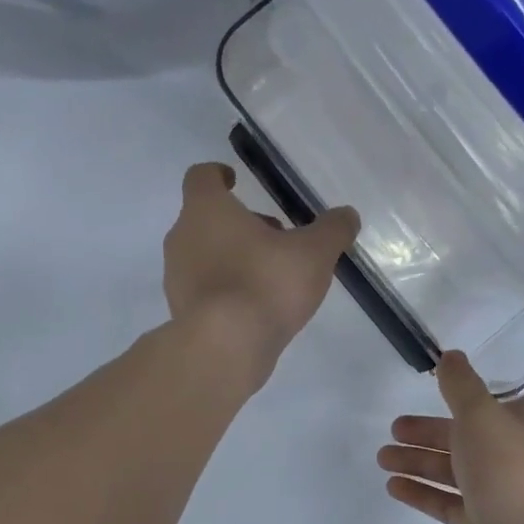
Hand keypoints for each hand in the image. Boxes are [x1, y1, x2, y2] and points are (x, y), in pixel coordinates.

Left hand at [163, 162, 359, 389]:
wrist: (224, 348)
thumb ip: (332, 230)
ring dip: (232, 256)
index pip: (201, 177)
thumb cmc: (265, 284)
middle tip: (274, 235)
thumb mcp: (314, 253)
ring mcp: (175, 278)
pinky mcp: (180, 311)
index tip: (234, 180)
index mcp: (205, 210)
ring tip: (270, 275)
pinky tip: (254, 307)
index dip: (217, 174)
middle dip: (238, 223)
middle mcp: (181, 238)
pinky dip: (225, 289)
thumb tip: (347, 216)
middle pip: (205, 219)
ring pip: (203, 255)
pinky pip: (203, 289)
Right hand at [377, 351, 523, 523]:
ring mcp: (503, 493)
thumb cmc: (508, 472)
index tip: (433, 394)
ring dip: (418, 461)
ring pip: (454, 470)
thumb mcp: (480, 416)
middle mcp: (520, 457)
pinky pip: (448, 502)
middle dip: (428, 432)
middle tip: (393, 429)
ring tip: (382, 458)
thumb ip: (461, 386)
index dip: (464, 398)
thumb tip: (451, 356)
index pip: (497, 404)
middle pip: (467, 437)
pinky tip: (393, 486)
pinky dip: (422, 492)